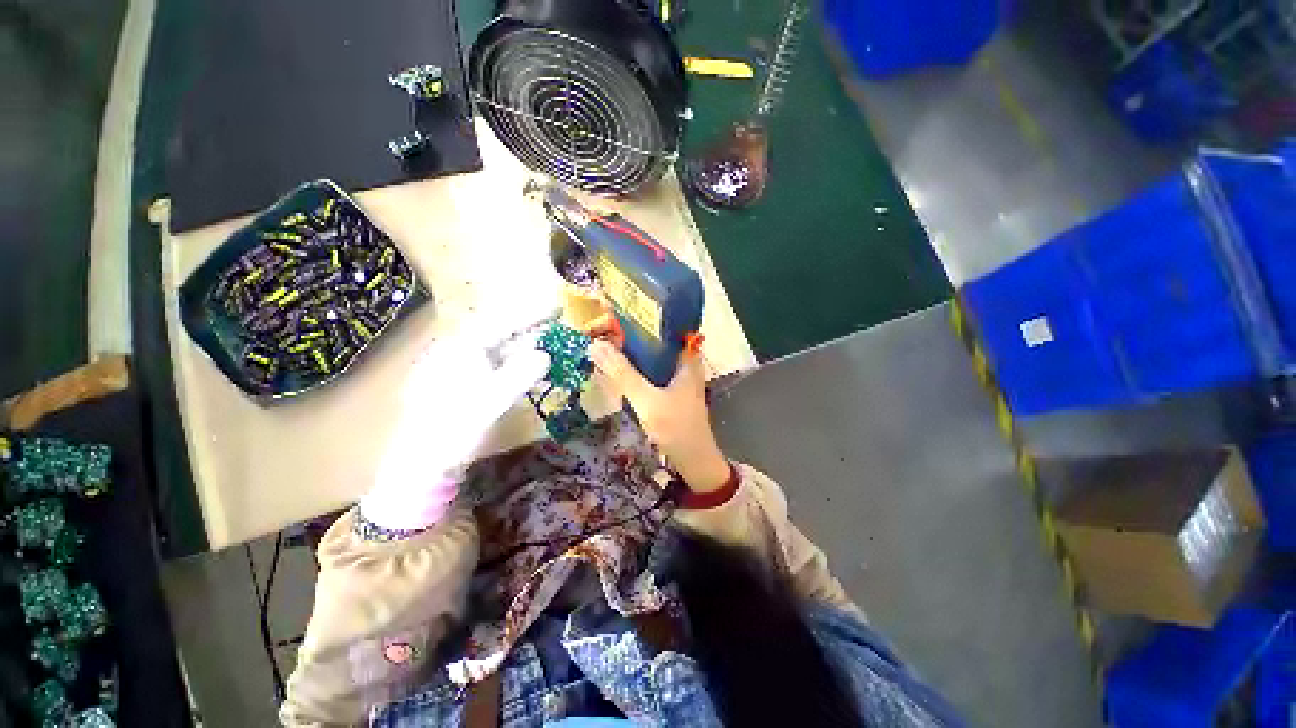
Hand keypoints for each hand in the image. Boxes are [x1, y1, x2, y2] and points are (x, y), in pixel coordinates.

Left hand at [364, 332, 549, 529]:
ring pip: (496, 348)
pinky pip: (491, 364)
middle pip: (499, 332)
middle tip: (556, 329)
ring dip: (523, 347)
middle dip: (529, 329)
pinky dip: (512, 364)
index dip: (531, 314)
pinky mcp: (459, 383)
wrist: (420, 465)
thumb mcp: (491, 402)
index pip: (501, 322)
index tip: (557, 308)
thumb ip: (519, 375)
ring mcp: (455, 367)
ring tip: (547, 348)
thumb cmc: (454, 430)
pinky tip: (524, 371)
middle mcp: (455, 351)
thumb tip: (544, 354)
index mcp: (459, 349)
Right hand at [584, 317, 729, 492]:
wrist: (693, 459)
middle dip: (626, 329)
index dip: (636, 312)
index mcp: (684, 354)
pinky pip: (647, 366)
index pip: (661, 321)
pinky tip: (615, 363)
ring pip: (648, 351)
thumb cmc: (676, 427)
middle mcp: (682, 358)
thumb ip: (622, 373)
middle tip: (598, 328)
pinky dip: (632, 362)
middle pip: (652, 335)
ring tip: (601, 340)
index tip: (609, 311)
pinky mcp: (668, 385)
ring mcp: (675, 372)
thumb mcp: (646, 399)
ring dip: (627, 346)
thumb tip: (594, 345)